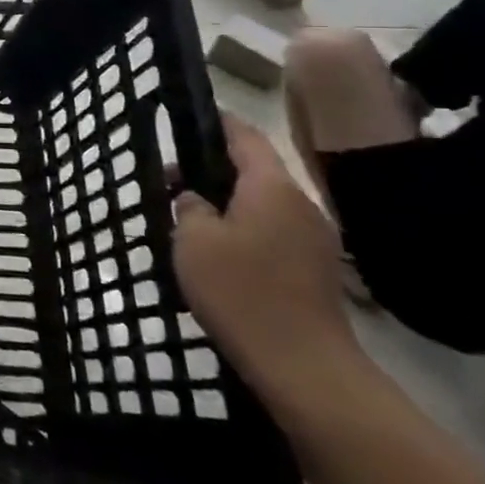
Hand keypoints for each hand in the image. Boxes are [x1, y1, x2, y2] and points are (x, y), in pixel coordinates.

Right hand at [172, 113, 363, 407]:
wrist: (303, 365)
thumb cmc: (241, 290)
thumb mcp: (193, 240)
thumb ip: (189, 207)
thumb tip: (195, 200)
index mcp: (271, 187)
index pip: (244, 137)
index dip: (217, 123)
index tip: (189, 117)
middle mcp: (300, 204)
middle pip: (254, 171)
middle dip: (211, 171)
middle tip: (169, 184)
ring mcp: (314, 240)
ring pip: (262, 205)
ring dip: (227, 205)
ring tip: (188, 221)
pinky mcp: (315, 271)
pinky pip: (273, 233)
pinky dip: (244, 231)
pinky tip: (218, 254)